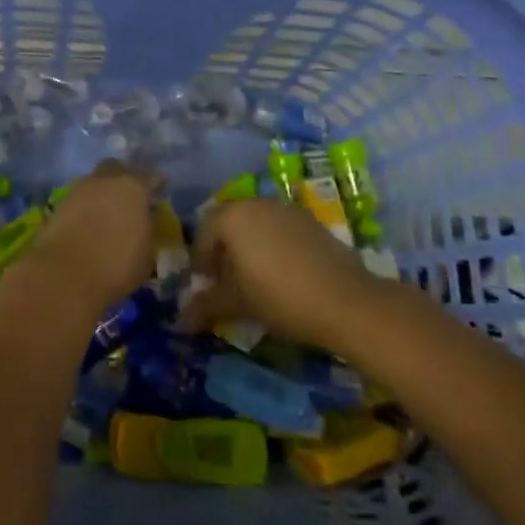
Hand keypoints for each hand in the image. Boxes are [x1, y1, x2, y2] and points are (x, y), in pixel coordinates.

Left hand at [20, 161, 157, 318]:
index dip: (156, 182)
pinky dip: (85, 206)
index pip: (149, 177)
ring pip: (94, 182)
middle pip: (116, 168)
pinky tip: (89, 221)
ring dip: (101, 192)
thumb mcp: (146, 254)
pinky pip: (78, 199)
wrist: (66, 274)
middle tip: (130, 194)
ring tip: (107, 210)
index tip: (160, 187)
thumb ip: (147, 231)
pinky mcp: (58, 205)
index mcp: (133, 187)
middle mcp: (105, 181)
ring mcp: (78, 190)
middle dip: (124, 176)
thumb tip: (144, 222)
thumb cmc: (116, 265)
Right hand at [178, 198, 378, 353]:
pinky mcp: (310, 221)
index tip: (205, 286)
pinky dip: (272, 246)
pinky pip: (279, 228)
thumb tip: (179, 321)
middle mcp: (256, 203)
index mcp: (233, 216)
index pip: (203, 232)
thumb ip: (206, 305)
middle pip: (229, 223)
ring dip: (248, 247)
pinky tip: (282, 275)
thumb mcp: (238, 303)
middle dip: (222, 251)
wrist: (346, 301)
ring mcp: (286, 209)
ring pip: (255, 224)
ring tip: (254, 280)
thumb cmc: (280, 297)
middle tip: (226, 282)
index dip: (200, 261)